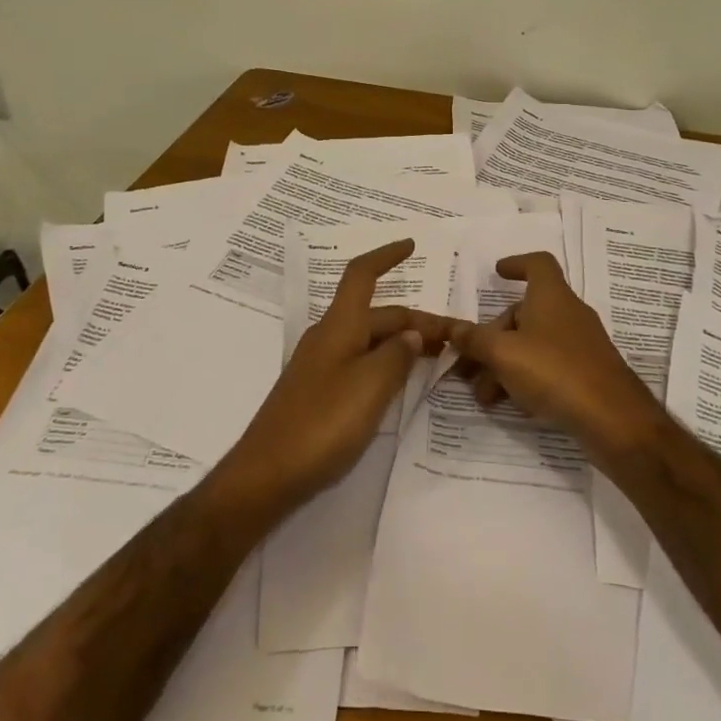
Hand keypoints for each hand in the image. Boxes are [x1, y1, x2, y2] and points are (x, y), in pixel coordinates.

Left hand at [211, 239, 449, 517]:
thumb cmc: (321, 424)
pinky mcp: (319, 393)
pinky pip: (360, 365)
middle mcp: (328, 339)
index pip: (362, 276)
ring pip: (370, 342)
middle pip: (376, 315)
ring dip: (402, 343)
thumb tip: (410, 336)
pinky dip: (386, 365)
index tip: (411, 246)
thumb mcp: (370, 387)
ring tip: (436, 358)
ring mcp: (321, 367)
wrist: (267, 475)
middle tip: (453, 339)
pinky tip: (402, 385)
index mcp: (338, 327)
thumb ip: (396, 357)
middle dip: (414, 320)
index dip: (386, 257)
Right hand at [448, 252, 664, 468]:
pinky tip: (511, 405)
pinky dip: (526, 378)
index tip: (496, 273)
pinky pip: (549, 366)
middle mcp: (568, 314)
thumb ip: (474, 340)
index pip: (537, 264)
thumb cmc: (555, 371)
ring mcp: (581, 345)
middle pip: (524, 313)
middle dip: (492, 336)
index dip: (516, 264)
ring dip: (504, 364)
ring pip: (533, 344)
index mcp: (551, 296)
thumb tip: (453, 328)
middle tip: (468, 365)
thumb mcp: (503, 354)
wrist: (613, 419)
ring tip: (484, 395)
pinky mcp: (587, 373)